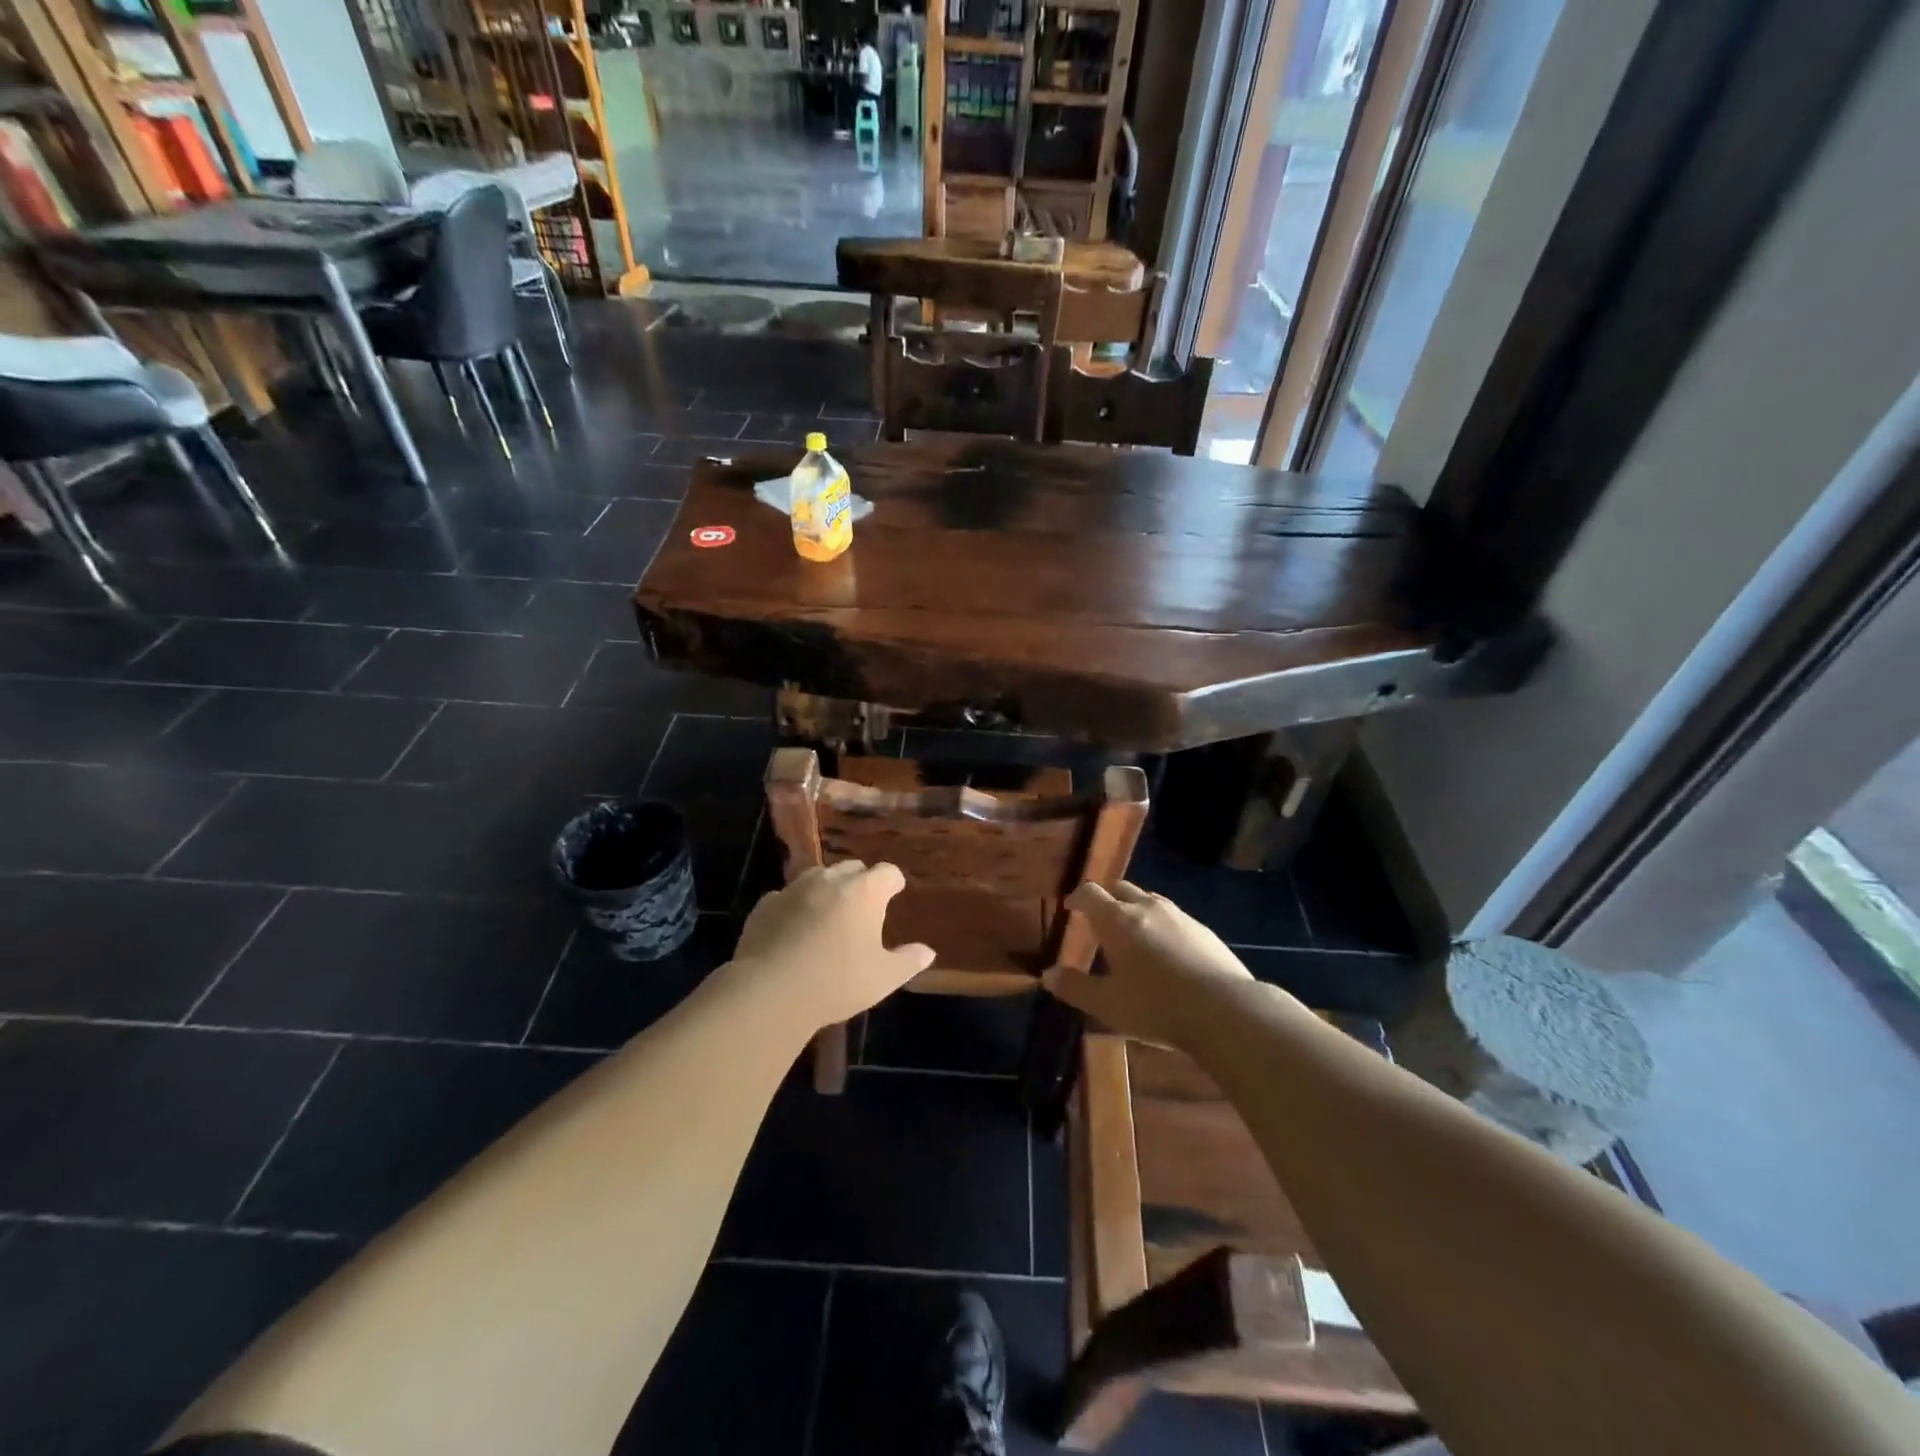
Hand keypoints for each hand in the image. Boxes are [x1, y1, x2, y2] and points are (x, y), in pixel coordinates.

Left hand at [731, 861, 934, 1028]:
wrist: (770, 991)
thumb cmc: (837, 981)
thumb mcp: (883, 978)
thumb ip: (908, 961)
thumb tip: (928, 952)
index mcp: (865, 891)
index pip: (888, 872)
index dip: (893, 883)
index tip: (895, 893)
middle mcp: (830, 880)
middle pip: (852, 868)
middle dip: (861, 882)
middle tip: (864, 907)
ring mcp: (794, 888)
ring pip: (817, 876)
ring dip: (827, 888)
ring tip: (829, 914)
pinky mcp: (766, 904)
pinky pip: (787, 896)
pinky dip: (796, 906)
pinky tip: (794, 929)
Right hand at [1043, 881, 1257, 1047]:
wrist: (1225, 1010)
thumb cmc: (1156, 1006)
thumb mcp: (1107, 1004)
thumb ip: (1075, 987)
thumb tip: (1047, 974)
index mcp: (1117, 920)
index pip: (1090, 893)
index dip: (1077, 897)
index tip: (1071, 907)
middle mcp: (1146, 908)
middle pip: (1121, 889)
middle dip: (1107, 899)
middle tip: (1100, 920)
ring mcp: (1179, 916)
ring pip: (1150, 900)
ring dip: (1135, 910)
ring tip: (1133, 934)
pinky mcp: (1204, 930)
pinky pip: (1174, 917)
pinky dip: (1161, 925)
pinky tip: (1167, 951)